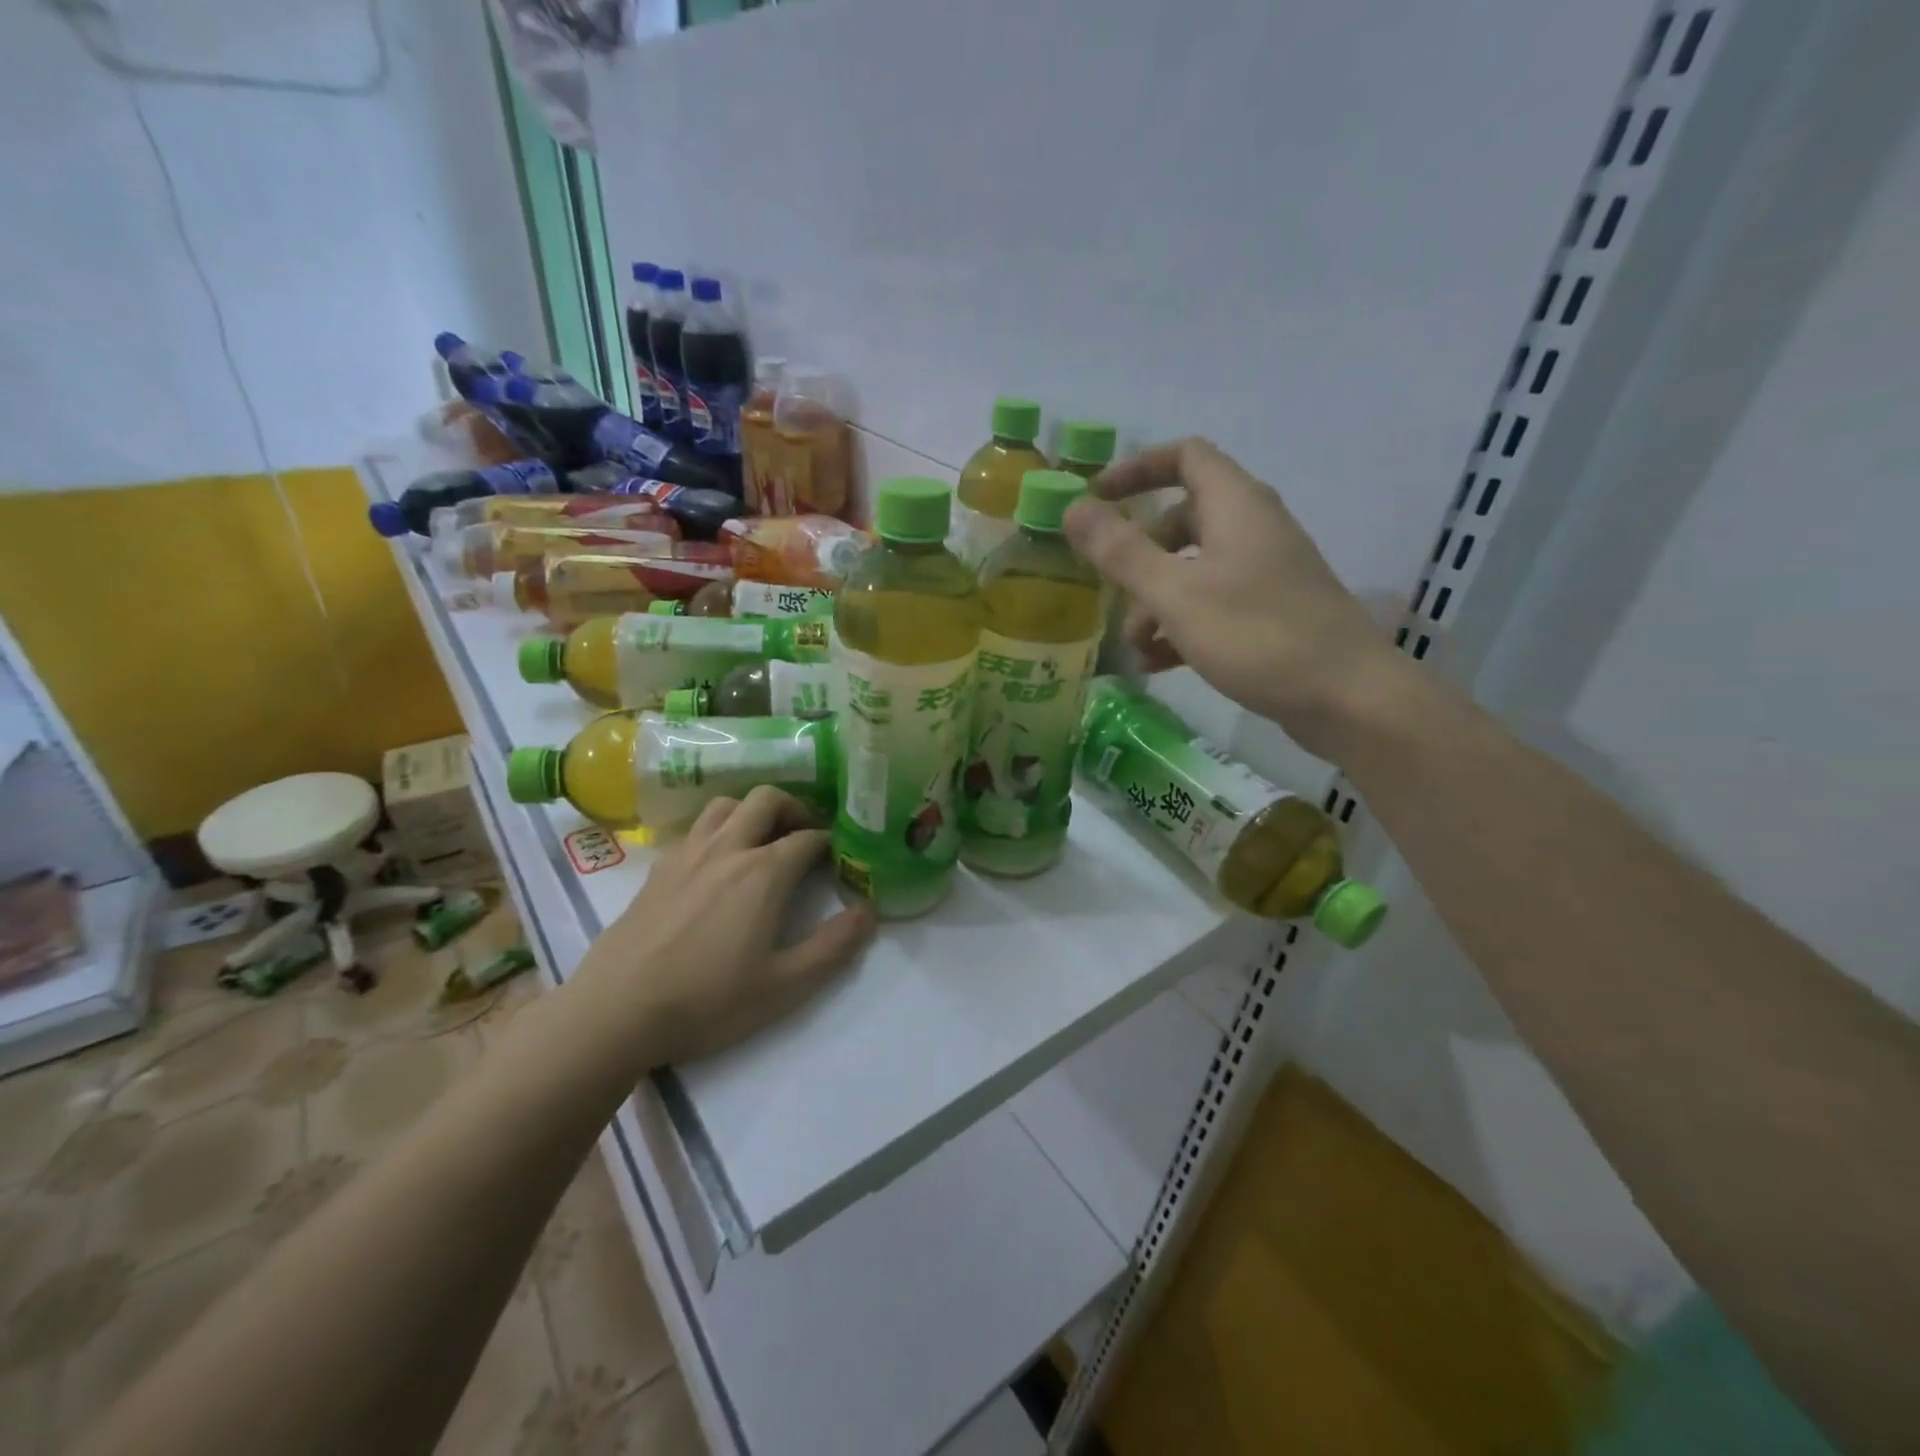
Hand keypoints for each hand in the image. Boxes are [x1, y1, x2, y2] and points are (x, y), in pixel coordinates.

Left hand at [573, 786, 873, 1066]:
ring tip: (763, 840)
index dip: (830, 842)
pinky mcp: (658, 868)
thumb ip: (832, 947)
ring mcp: (688, 854)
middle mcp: (728, 849)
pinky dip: (718, 828)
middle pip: (767, 800)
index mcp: (763, 873)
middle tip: (805, 836)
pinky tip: (718, 861)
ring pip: (726, 805)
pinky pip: (696, 827)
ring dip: (752, 812)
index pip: (808, 838)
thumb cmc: (707, 1002)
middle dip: (795, 809)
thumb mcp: (784, 987)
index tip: (840, 857)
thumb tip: (868, 913)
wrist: (616, 1012)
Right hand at [1063, 437, 1412, 760]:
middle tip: (1113, 592)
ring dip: (1155, 602)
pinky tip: (1159, 665)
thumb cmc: (1257, 635)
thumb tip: (1073, 508)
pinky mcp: (1271, 613)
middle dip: (1140, 557)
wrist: (1347, 698)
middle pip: (1182, 521)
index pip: (1184, 457)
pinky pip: (1213, 605)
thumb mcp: (1175, 594)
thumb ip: (1121, 551)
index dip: (1137, 470)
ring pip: (1193, 570)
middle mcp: (1253, 529)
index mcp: (1235, 506)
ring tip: (1136, 648)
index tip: (1097, 498)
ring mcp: (1265, 573)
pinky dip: (1182, 626)